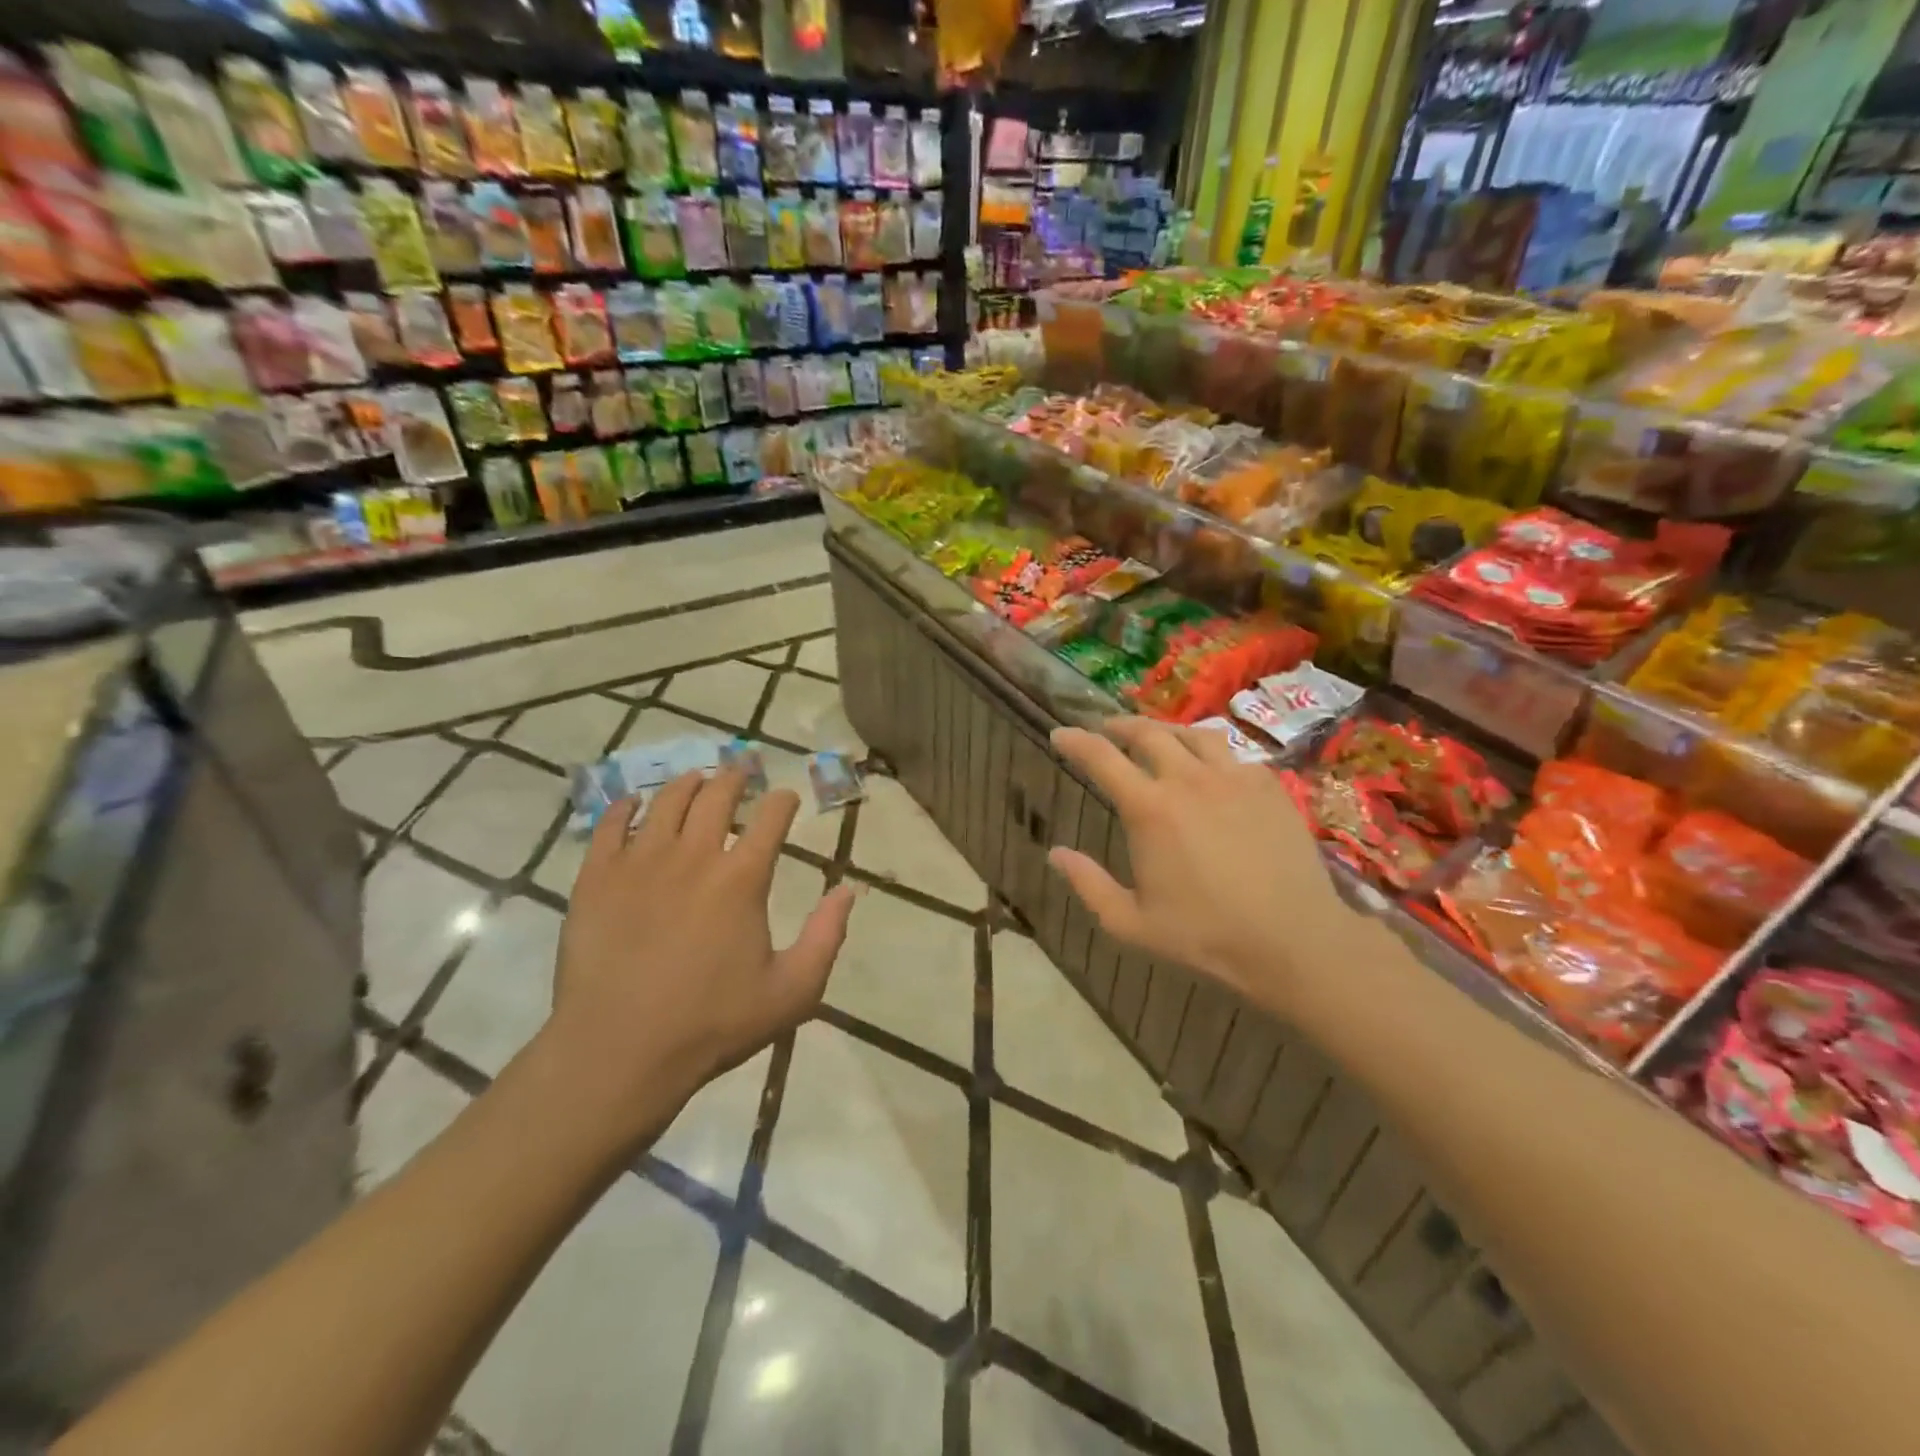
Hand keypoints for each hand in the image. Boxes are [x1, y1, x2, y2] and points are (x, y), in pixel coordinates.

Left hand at [545, 768, 855, 1141]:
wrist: (619, 1053)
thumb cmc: (713, 1024)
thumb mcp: (793, 991)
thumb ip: (827, 936)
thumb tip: (849, 890)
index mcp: (742, 879)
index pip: (771, 819)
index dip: (783, 801)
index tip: (787, 797)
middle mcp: (693, 856)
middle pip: (717, 796)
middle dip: (735, 777)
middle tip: (742, 770)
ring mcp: (639, 863)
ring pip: (665, 802)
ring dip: (687, 784)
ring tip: (695, 778)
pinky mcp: (596, 879)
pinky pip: (609, 826)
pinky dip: (624, 807)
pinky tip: (632, 802)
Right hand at [1049, 718, 1355, 1018]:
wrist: (1292, 942)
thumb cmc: (1205, 935)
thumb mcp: (1130, 923)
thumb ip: (1088, 885)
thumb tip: (1055, 853)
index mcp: (1149, 809)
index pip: (1101, 758)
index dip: (1075, 741)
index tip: (1060, 734)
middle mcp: (1188, 780)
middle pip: (1147, 733)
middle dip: (1118, 726)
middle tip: (1105, 729)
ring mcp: (1233, 778)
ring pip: (1192, 734)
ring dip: (1165, 730)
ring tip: (1156, 737)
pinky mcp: (1268, 786)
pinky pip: (1231, 754)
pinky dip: (1208, 752)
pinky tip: (1209, 768)